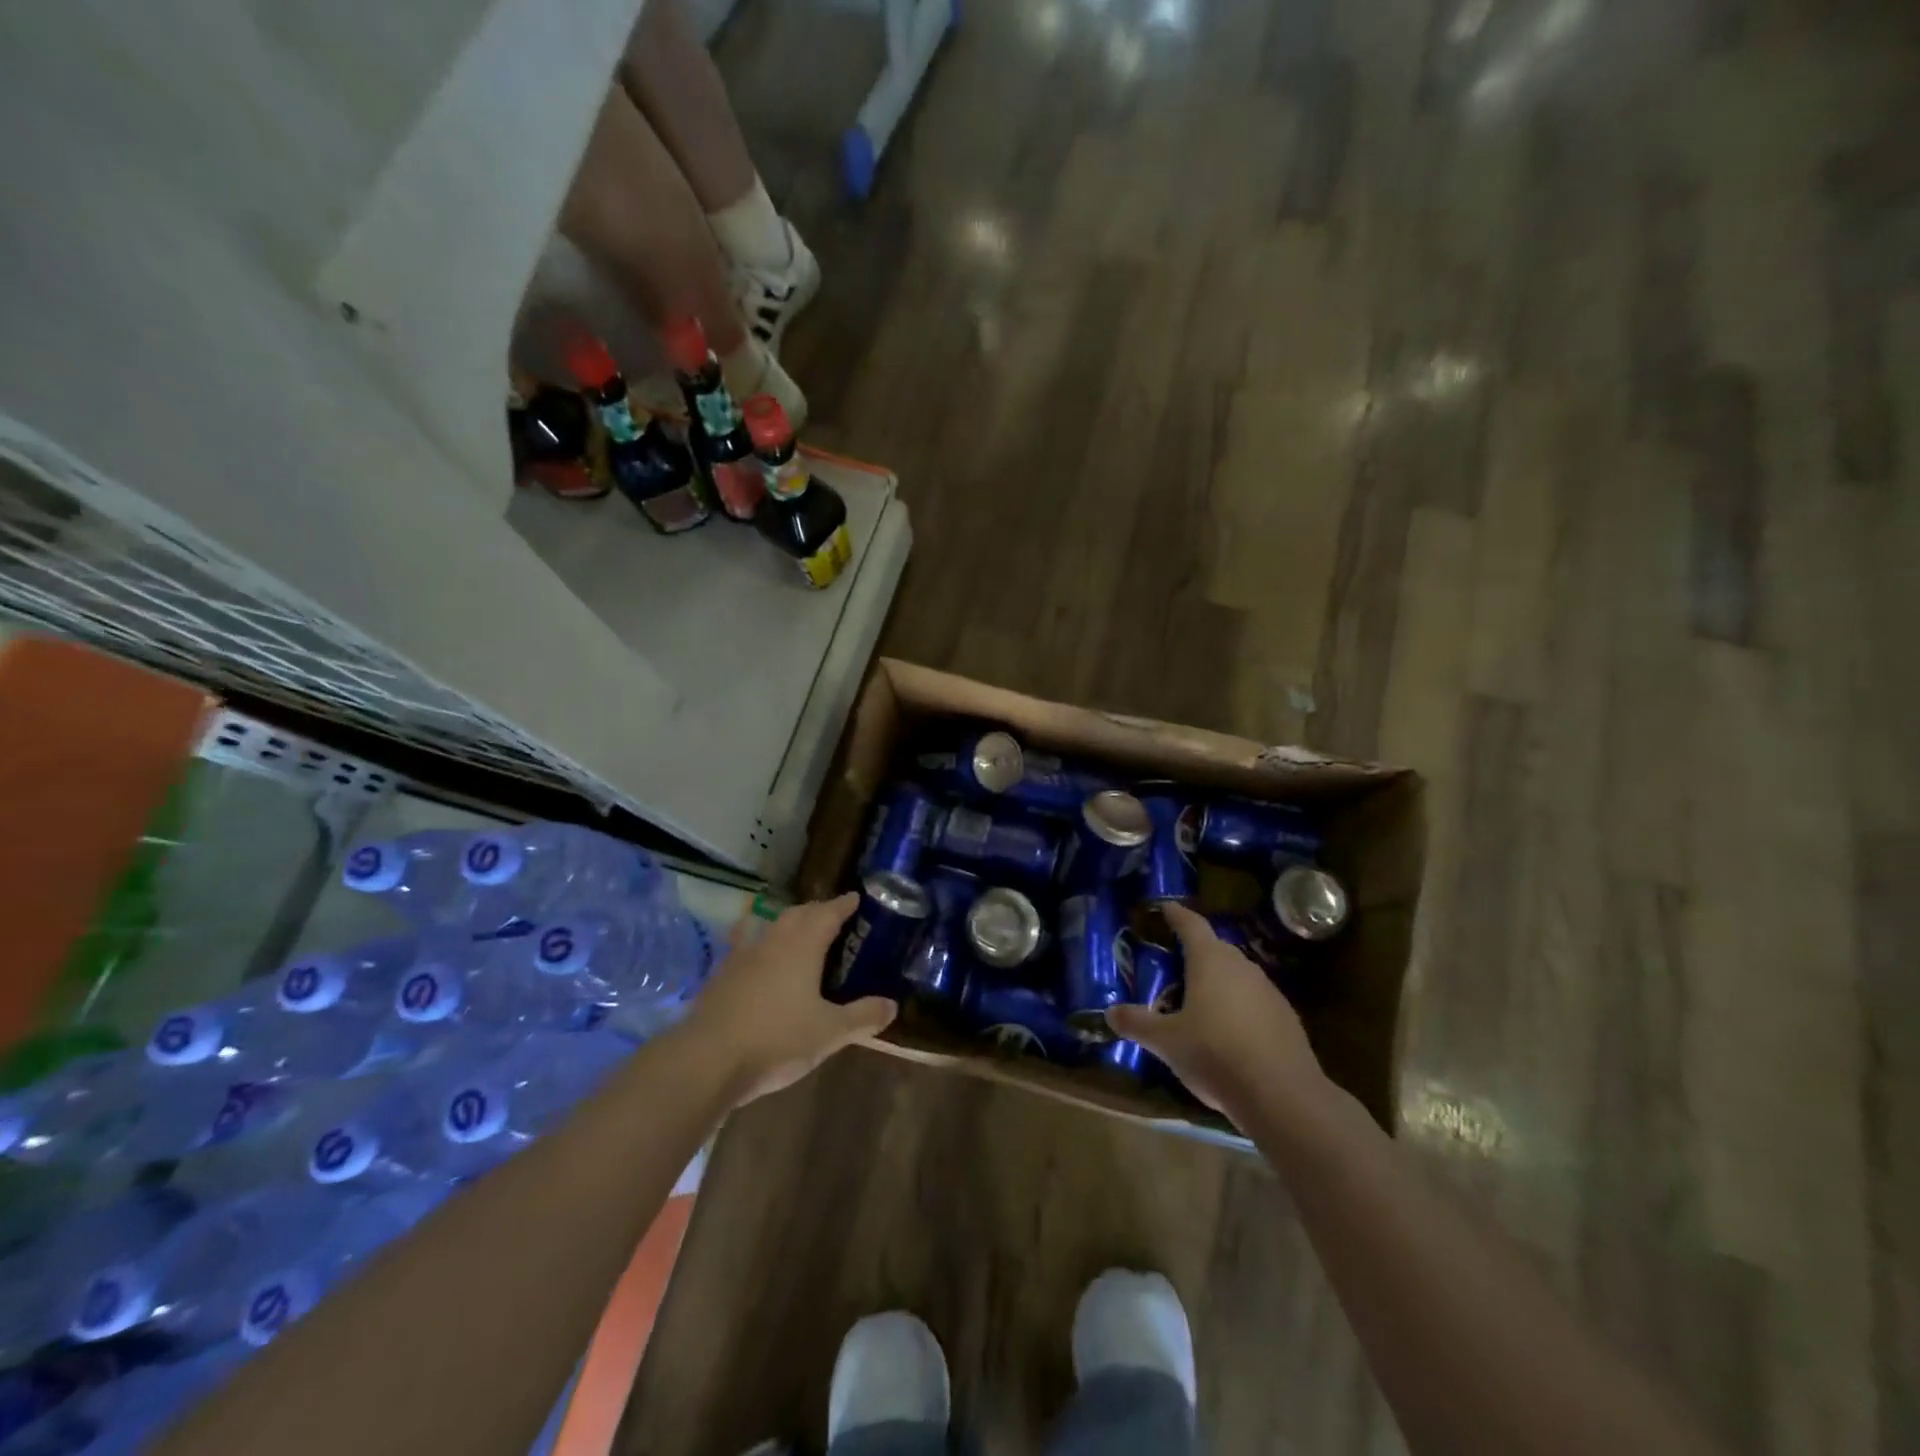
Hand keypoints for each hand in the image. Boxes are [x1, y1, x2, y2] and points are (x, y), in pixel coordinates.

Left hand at [681, 893, 895, 1104]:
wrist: (706, 1060)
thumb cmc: (776, 1039)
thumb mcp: (830, 1032)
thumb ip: (863, 1016)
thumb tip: (892, 1005)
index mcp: (802, 945)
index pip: (828, 912)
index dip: (844, 904)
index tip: (857, 899)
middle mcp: (772, 941)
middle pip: (798, 914)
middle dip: (818, 912)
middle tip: (835, 919)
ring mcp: (742, 956)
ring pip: (771, 929)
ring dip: (790, 927)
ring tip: (803, 939)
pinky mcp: (721, 977)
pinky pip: (749, 950)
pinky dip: (765, 950)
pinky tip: (765, 967)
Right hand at [1106, 901, 1326, 1119]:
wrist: (1283, 1095)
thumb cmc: (1215, 1054)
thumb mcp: (1166, 1042)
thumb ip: (1137, 1023)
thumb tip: (1110, 1012)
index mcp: (1210, 961)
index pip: (1191, 924)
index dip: (1176, 914)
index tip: (1167, 907)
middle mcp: (1241, 966)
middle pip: (1215, 948)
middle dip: (1195, 952)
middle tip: (1174, 962)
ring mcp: (1268, 991)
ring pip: (1237, 975)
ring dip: (1218, 981)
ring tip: (1198, 1000)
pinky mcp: (1286, 1018)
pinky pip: (1254, 1001)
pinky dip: (1238, 1006)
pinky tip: (1228, 1031)